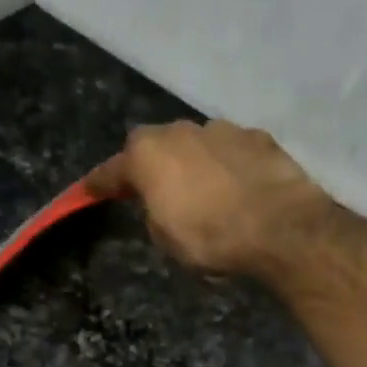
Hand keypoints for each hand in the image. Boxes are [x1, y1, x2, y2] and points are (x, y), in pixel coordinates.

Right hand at [84, 119, 330, 277]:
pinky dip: (227, 166)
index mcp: (147, 154)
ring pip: (195, 144)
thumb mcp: (165, 238)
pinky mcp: (257, 137)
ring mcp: (221, 129)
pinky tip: (236, 188)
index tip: (87, 191)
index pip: (112, 170)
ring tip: (202, 193)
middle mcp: (180, 130)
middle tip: (154, 191)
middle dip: (152, 166)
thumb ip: (153, 211)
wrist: (279, 227)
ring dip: (193, 163)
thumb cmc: (209, 237)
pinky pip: (230, 151)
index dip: (99, 184)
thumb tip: (161, 201)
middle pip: (155, 147)